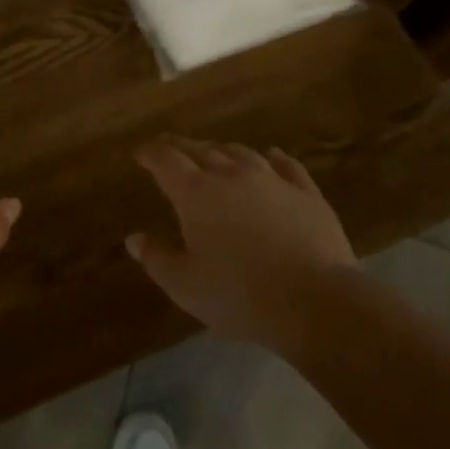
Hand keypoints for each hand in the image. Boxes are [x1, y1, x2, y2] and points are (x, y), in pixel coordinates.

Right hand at [127, 138, 357, 352]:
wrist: (316, 301)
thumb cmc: (240, 295)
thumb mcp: (185, 286)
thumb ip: (156, 258)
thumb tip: (133, 238)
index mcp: (195, 192)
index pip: (165, 160)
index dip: (150, 153)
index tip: (139, 152)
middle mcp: (230, 174)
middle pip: (201, 149)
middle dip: (181, 147)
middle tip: (170, 147)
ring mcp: (271, 179)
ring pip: (240, 152)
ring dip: (222, 150)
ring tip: (215, 153)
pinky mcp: (306, 192)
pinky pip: (286, 165)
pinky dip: (274, 158)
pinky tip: (272, 156)